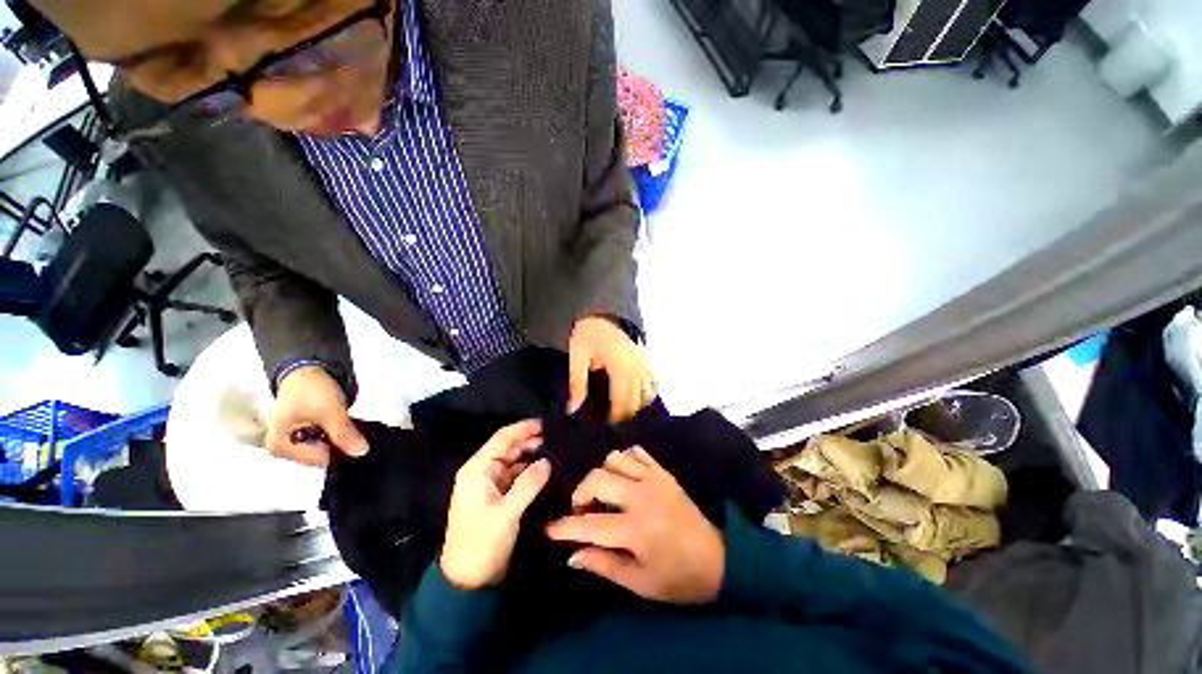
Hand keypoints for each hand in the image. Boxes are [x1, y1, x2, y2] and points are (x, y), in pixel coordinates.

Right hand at [266, 366, 368, 466]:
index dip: (341, 451)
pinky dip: (335, 435)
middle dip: (339, 445)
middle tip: (356, 432)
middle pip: (321, 455)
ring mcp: (292, 442)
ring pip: (324, 448)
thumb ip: (344, 434)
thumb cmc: (312, 390)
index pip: (319, 459)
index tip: (359, 441)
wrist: (306, 369)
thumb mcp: (330, 412)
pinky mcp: (302, 434)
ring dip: (339, 440)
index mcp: (280, 447)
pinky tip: (344, 427)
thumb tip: (362, 452)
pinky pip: (323, 441)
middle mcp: (282, 449)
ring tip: (351, 429)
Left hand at [441, 420, 551, 590]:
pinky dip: (531, 469)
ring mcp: (491, 484)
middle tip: (557, 437)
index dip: (523, 429)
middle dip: (530, 440)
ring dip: (532, 454)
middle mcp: (483, 472)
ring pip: (515, 461)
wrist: (469, 581)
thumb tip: (548, 461)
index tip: (546, 423)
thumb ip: (528, 484)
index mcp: (477, 470)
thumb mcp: (506, 513)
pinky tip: (547, 468)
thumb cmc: (482, 543)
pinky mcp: (499, 496)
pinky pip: (517, 475)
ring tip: (556, 449)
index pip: (502, 439)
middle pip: (509, 448)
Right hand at [545, 447, 723, 604]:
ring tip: (606, 493)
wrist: (718, 559)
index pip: (589, 524)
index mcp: (635, 529)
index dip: (565, 526)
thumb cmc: (677, 578)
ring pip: (614, 459)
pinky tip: (624, 477)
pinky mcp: (663, 472)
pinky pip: (636, 452)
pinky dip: (624, 460)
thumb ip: (604, 565)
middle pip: (597, 478)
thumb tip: (572, 555)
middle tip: (584, 509)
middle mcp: (641, 496)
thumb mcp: (640, 583)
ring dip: (603, 474)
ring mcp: (654, 479)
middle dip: (581, 492)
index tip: (548, 528)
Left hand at [568, 316, 655, 423]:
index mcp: (620, 366)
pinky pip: (654, 382)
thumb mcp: (577, 356)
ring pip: (648, 394)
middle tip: (610, 423)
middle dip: (625, 415)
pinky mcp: (646, 359)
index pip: (622, 401)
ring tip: (621, 414)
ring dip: (636, 407)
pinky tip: (637, 401)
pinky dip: (647, 394)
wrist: (600, 314)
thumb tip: (572, 410)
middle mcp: (637, 366)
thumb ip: (576, 383)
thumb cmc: (587, 334)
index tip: (604, 426)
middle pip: (637, 401)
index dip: (615, 417)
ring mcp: (645, 362)